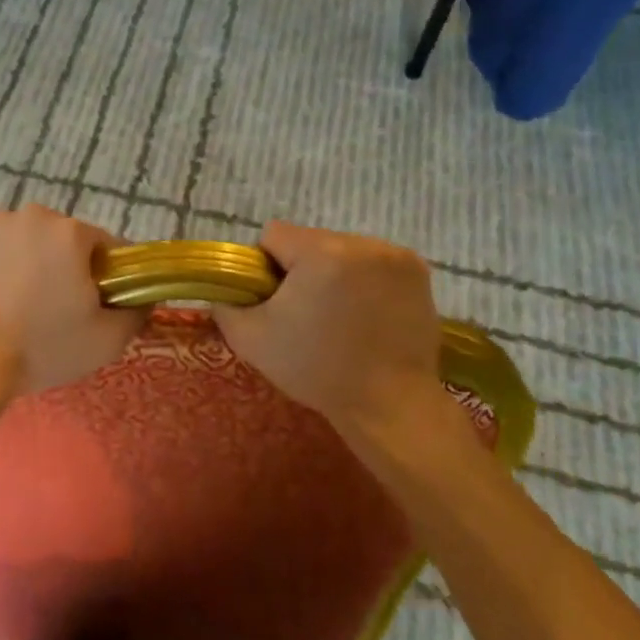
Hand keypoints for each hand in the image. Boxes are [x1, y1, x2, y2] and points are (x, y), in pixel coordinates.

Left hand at [0, 206, 145, 399]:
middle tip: (54, 309)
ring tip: (16, 303)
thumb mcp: (106, 341)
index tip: (95, 305)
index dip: (107, 277)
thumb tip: (144, 297)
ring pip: (27, 238)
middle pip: (64, 239)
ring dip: (29, 259)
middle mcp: (35, 215)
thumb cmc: (41, 348)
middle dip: (65, 266)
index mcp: (72, 232)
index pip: (107, 247)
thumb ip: (136, 312)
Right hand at [213, 222, 472, 455]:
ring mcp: (393, 254)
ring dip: (335, 272)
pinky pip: (373, 260)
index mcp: (319, 252)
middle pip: (310, 241)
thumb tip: (222, 288)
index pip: (274, 235)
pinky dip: (365, 279)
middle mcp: (359, 242)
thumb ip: (226, 304)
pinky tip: (368, 312)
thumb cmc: (317, 371)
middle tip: (308, 313)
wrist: (390, 404)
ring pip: (342, 249)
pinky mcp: (417, 270)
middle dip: (302, 268)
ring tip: (341, 316)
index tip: (277, 301)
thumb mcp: (252, 340)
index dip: (266, 267)